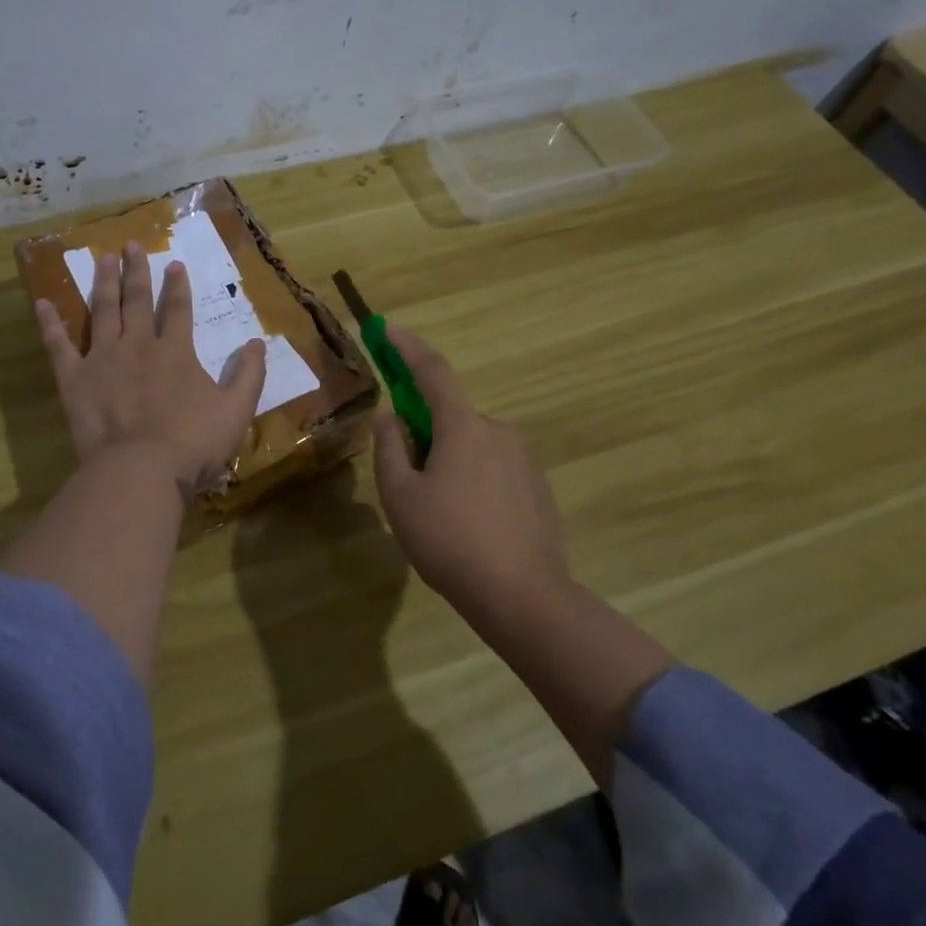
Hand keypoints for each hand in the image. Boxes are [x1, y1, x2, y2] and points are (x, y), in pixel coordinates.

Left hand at [36, 241, 267, 493]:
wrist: (141, 470)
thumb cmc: (192, 444)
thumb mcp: (236, 411)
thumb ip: (249, 375)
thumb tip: (257, 342)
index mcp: (175, 352)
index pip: (178, 309)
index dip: (178, 286)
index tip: (174, 264)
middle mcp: (138, 345)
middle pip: (137, 300)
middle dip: (136, 271)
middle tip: (130, 245)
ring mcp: (103, 359)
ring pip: (103, 311)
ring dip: (103, 283)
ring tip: (101, 259)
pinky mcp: (75, 379)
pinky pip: (59, 346)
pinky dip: (50, 324)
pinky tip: (42, 303)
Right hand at [372, 325, 566, 617]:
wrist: (523, 597)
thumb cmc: (450, 541)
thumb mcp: (401, 496)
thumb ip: (390, 448)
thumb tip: (392, 417)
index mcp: (464, 426)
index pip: (432, 372)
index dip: (407, 347)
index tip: (387, 329)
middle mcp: (499, 431)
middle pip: (451, 417)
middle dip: (425, 435)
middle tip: (407, 480)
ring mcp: (524, 459)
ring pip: (472, 446)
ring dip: (449, 462)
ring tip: (438, 515)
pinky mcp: (538, 487)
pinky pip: (494, 469)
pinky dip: (473, 482)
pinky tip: (468, 526)